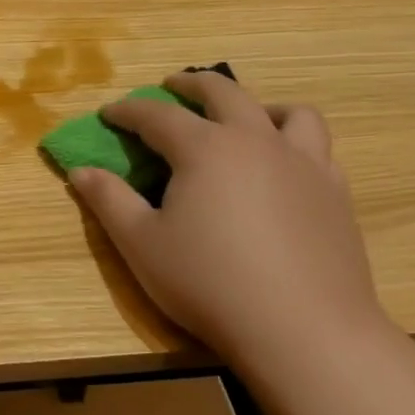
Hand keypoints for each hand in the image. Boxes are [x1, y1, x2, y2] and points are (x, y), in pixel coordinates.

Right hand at [68, 69, 388, 374]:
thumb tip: (81, 170)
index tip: (109, 113)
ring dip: (257, 105)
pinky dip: (294, 141)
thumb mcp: (141, 245)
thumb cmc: (209, 283)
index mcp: (204, 148)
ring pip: (287, 111)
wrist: (302, 328)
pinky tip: (282, 166)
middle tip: (171, 88)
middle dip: (190, 85)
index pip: (157, 115)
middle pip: (223, 93)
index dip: (128, 110)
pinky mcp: (334, 192)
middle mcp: (256, 140)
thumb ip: (109, 201)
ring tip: (242, 119)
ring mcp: (303, 163)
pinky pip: (317, 147)